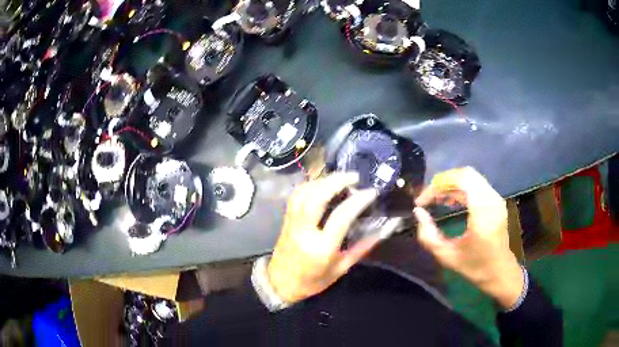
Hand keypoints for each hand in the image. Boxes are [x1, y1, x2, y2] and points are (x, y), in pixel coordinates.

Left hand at [267, 173, 379, 303]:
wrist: (280, 284)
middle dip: (336, 181)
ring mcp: (292, 223)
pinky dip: (310, 185)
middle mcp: (304, 231)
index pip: (341, 217)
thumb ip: (362, 247)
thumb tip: (384, 229)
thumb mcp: (341, 268)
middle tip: (354, 176)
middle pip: (317, 197)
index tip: (371, 192)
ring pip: (304, 192)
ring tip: (340, 178)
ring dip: (323, 180)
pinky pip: (296, 195)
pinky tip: (321, 184)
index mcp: (321, 248)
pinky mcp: (286, 219)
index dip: (358, 201)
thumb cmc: (313, 280)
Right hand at [414, 167, 523, 308]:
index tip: (422, 201)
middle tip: (428, 197)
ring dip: (451, 184)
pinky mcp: (496, 201)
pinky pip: (477, 184)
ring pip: (471, 177)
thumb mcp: (447, 256)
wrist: (500, 272)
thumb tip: (418, 212)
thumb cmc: (475, 267)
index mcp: (482, 213)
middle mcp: (492, 200)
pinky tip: (451, 201)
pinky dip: (461, 188)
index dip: (438, 185)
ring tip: (436, 199)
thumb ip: (428, 235)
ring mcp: (496, 198)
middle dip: (443, 182)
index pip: (461, 181)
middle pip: (466, 174)